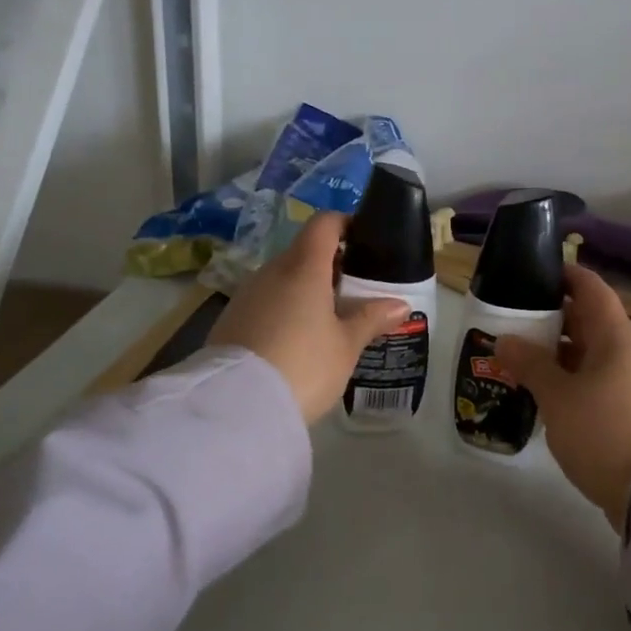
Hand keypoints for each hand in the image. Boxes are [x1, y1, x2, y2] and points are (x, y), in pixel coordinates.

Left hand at [208, 212, 409, 423]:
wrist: (235, 406)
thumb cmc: (303, 365)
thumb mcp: (346, 346)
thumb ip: (371, 319)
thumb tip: (400, 305)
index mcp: (304, 267)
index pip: (324, 224)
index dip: (345, 225)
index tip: (364, 240)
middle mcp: (272, 271)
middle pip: (304, 252)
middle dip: (330, 265)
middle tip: (355, 291)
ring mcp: (247, 294)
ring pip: (283, 278)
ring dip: (306, 289)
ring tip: (328, 320)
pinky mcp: (230, 319)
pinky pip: (265, 301)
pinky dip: (284, 309)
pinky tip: (296, 340)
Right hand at [497, 266, 630, 530]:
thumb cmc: (604, 431)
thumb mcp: (558, 396)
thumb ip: (530, 364)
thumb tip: (506, 339)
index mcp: (615, 337)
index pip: (591, 289)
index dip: (566, 275)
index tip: (534, 272)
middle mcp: (627, 353)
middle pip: (588, 321)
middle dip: (551, 317)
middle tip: (512, 319)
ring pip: (589, 354)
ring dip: (557, 352)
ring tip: (518, 356)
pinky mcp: (629, 411)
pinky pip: (594, 381)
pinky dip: (568, 379)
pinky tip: (541, 393)